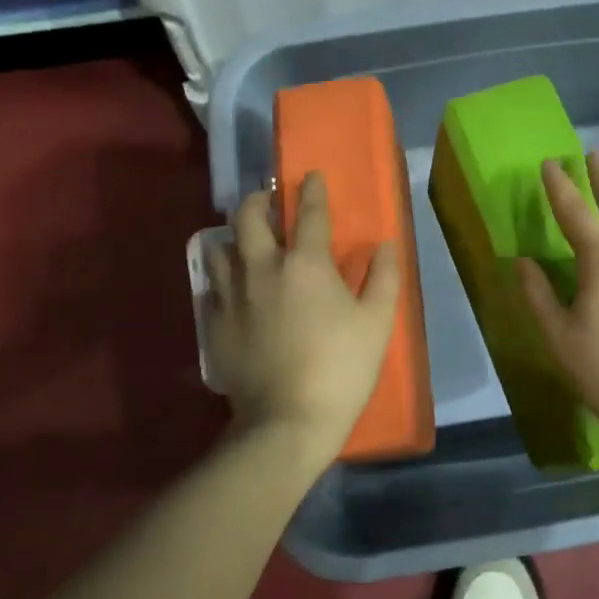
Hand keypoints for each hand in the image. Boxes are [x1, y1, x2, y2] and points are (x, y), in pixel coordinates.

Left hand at [208, 172, 401, 463]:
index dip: (312, 190)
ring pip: (220, 248)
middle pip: (248, 217)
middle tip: (267, 201)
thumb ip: (384, 278)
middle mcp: (262, 268)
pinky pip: (212, 287)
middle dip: (258, 200)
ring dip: (233, 237)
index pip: (310, 213)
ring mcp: (232, 296)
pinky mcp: (214, 324)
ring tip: (244, 242)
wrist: (287, 422)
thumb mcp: (377, 323)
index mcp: (305, 264)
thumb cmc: (341, 369)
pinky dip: (222, 277)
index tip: (311, 176)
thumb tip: (386, 245)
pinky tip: (232, 287)